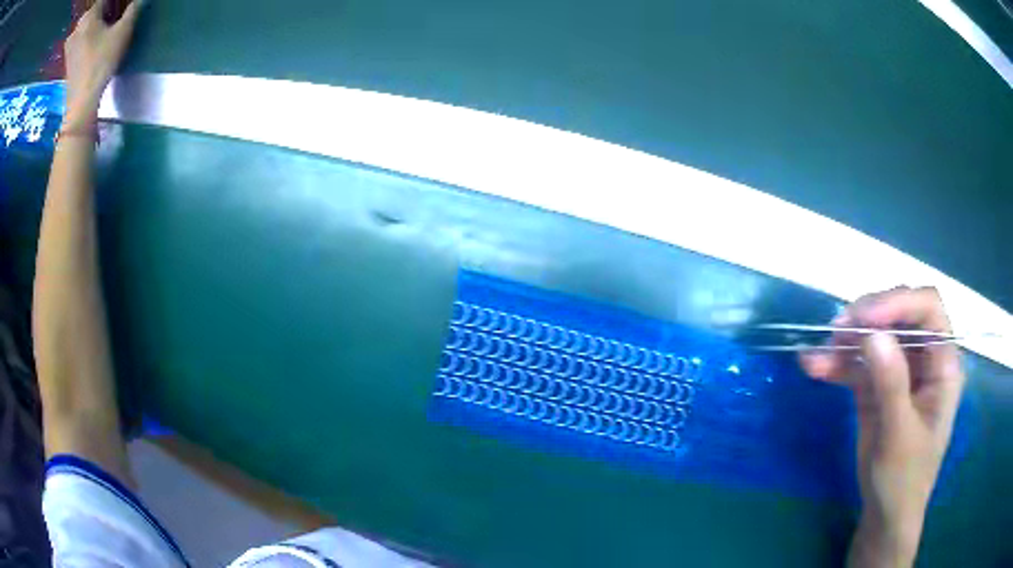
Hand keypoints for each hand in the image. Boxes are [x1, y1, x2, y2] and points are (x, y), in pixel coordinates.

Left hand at [63, 0, 143, 125]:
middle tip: (112, 15)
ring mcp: (69, 45)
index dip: (114, 1)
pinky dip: (83, 36)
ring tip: (101, 26)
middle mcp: (78, 27)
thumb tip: (141, 0)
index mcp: (90, 15)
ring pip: (83, 25)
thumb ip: (133, 10)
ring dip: (91, 23)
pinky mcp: (67, 59)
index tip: (121, 6)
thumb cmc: (101, 62)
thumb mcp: (123, 32)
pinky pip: (76, 39)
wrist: (81, 101)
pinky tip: (89, 40)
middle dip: (102, 10)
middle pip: (92, 11)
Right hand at [800, 287, 964, 567]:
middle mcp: (924, 357)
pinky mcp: (878, 385)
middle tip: (837, 330)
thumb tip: (872, 335)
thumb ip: (891, 385)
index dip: (899, 304)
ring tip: (818, 353)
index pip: (928, 309)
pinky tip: (813, 366)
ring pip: (875, 337)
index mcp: (943, 363)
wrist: (885, 513)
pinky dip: (836, 363)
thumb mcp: (899, 436)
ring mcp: (900, 371)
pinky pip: (857, 364)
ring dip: (846, 341)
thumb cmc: (904, 479)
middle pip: (899, 315)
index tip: (864, 318)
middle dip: (869, 317)